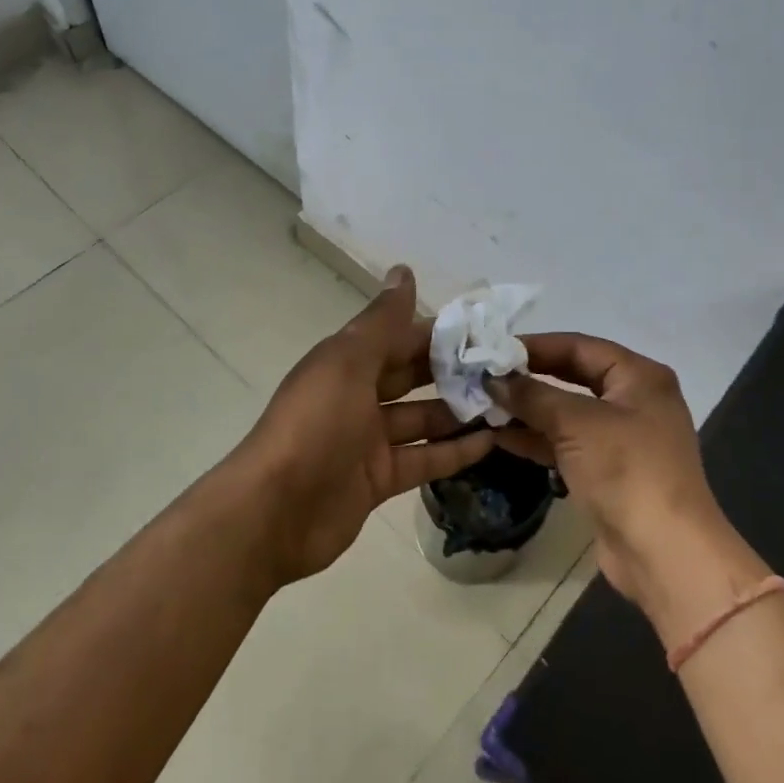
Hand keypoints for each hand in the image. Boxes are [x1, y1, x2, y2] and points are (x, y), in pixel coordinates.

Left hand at [235, 266, 497, 585]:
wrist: (275, 512)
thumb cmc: (314, 425)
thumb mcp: (347, 363)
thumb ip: (381, 321)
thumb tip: (403, 270)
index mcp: (346, 362)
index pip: (399, 337)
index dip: (438, 332)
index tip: (485, 330)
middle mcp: (357, 396)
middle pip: (411, 376)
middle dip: (453, 371)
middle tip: (505, 368)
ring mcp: (368, 440)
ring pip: (421, 419)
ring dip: (459, 411)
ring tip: (508, 403)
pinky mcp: (378, 479)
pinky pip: (423, 459)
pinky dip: (453, 452)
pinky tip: (491, 442)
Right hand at [491, 335, 767, 634]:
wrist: (663, 553)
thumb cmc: (626, 471)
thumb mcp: (576, 423)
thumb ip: (532, 395)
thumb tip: (493, 379)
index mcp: (639, 377)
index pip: (579, 346)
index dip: (535, 346)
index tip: (493, 349)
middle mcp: (633, 400)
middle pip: (572, 376)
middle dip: (529, 378)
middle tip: (485, 376)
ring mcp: (621, 438)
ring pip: (566, 413)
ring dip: (528, 410)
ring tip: (484, 405)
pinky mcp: (608, 471)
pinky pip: (566, 443)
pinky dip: (537, 439)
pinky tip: (500, 437)